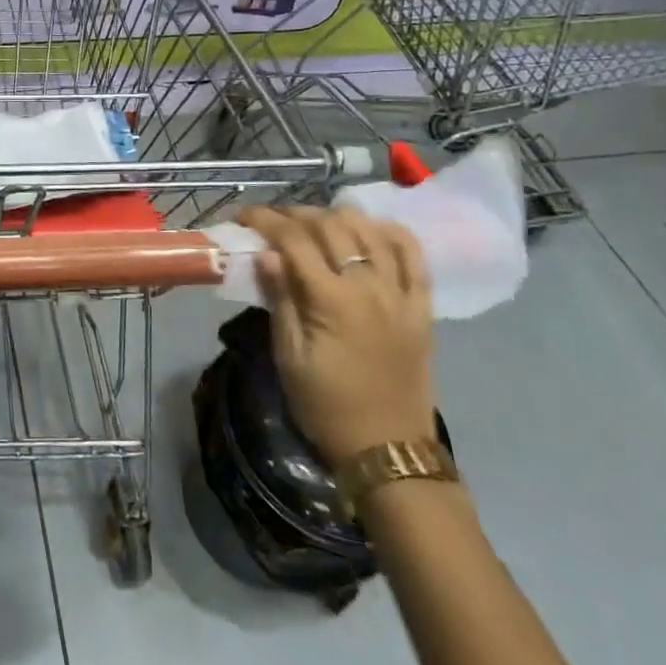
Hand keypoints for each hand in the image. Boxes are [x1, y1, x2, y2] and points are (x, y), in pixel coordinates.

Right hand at [237, 205, 435, 464]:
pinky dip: (391, 233)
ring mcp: (401, 295)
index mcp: (332, 301)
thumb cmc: (326, 406)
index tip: (243, 214)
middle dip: (296, 214)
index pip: (294, 240)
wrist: (387, 450)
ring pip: (371, 231)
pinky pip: (414, 256)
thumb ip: (280, 299)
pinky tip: (371, 229)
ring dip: (338, 217)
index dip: (265, 220)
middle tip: (273, 222)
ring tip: (315, 224)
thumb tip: (266, 253)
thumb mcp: (289, 357)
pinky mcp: (422, 307)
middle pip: (332, 226)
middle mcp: (370, 287)